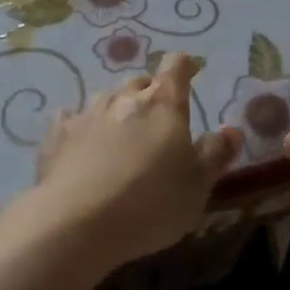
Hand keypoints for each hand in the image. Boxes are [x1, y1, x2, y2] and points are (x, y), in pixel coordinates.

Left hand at [30, 52, 241, 267]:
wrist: (76, 223)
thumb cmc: (150, 202)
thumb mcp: (197, 185)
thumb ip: (215, 154)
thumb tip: (232, 130)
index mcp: (163, 103)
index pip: (176, 66)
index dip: (184, 66)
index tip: (190, 72)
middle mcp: (124, 98)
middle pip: (140, 81)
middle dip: (151, 92)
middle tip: (159, 117)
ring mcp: (87, 114)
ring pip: (107, 98)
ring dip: (117, 109)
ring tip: (122, 133)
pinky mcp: (57, 136)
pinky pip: (72, 120)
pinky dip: (81, 126)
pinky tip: (80, 141)